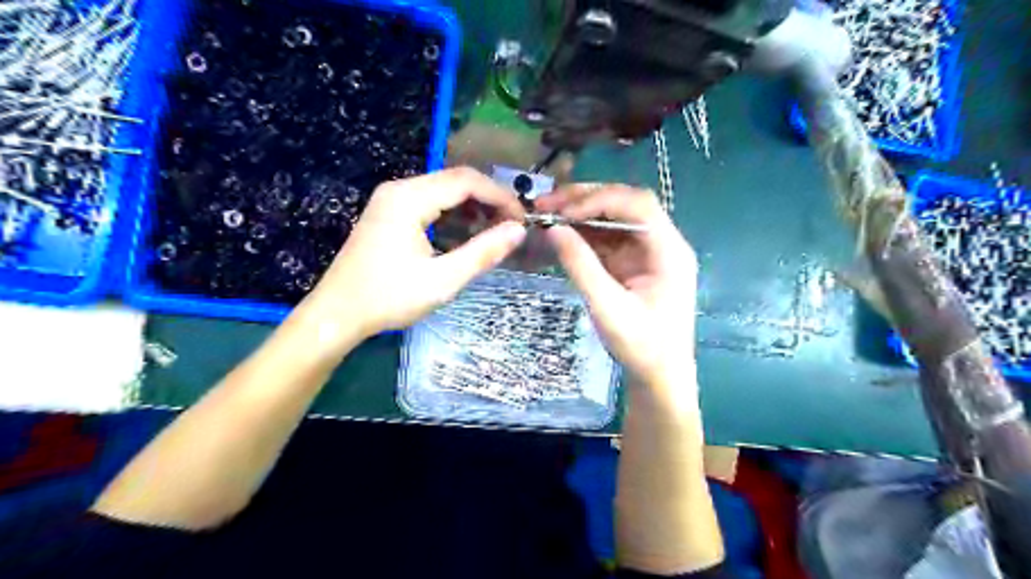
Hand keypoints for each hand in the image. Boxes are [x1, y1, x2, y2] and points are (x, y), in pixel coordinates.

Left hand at [298, 166, 525, 337]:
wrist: (337, 314)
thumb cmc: (389, 298)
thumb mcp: (442, 280)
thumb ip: (483, 252)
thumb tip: (518, 231)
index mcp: (409, 198)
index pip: (466, 181)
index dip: (500, 196)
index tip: (522, 219)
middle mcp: (399, 189)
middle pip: (455, 180)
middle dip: (489, 200)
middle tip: (512, 226)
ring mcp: (391, 199)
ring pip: (443, 190)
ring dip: (472, 206)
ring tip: (495, 231)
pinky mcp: (389, 213)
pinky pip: (429, 202)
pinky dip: (453, 214)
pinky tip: (466, 233)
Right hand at [536, 184, 695, 383]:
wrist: (659, 377)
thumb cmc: (641, 346)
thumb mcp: (608, 307)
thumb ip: (581, 265)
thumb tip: (553, 229)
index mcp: (669, 251)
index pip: (637, 206)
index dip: (599, 200)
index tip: (563, 211)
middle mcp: (661, 243)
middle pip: (625, 205)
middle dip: (585, 200)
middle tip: (547, 202)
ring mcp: (646, 253)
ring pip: (613, 219)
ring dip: (580, 214)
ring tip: (546, 212)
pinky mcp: (632, 264)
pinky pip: (607, 239)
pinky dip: (583, 234)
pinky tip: (560, 233)